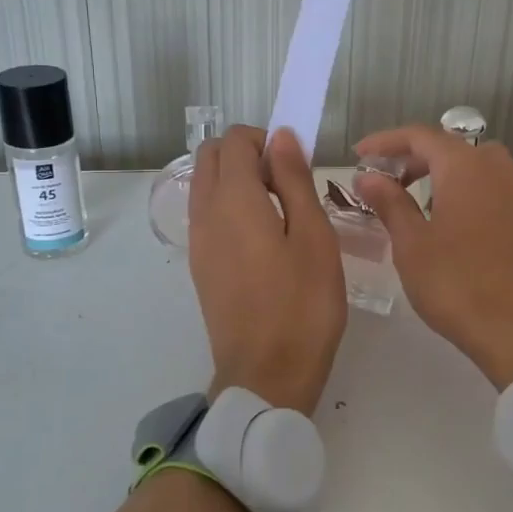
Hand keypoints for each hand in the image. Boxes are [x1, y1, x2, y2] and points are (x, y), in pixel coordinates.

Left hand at [188, 125, 346, 413]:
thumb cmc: (303, 304)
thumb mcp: (314, 236)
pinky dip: (229, 205)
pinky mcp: (200, 265)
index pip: (235, 141)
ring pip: (205, 184)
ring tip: (280, 210)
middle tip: (288, 182)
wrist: (267, 374)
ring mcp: (198, 241)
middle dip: (247, 153)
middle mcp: (206, 213)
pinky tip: (264, 237)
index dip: (266, 139)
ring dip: (237, 179)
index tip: (297, 163)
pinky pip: (207, 213)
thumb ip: (294, 180)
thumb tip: (281, 138)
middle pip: (211, 157)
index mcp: (234, 200)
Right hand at [353, 126, 512, 387]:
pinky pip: (491, 190)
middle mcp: (495, 172)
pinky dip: (465, 191)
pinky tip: (448, 223)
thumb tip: (368, 176)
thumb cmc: (456, 284)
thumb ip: (390, 203)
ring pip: (476, 166)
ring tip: (415, 199)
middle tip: (385, 179)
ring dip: (443, 172)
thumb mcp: (411, 243)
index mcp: (464, 168)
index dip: (386, 142)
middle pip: (451, 147)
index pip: (420, 137)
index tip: (359, 155)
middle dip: (415, 156)